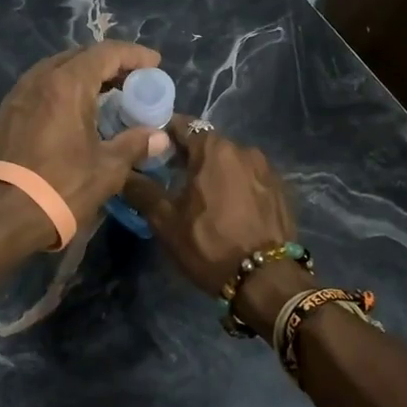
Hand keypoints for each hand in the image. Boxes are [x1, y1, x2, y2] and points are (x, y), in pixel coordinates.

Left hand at [0, 41, 169, 243]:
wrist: (4, 213)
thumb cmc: (62, 185)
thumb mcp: (107, 168)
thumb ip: (135, 144)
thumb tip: (160, 137)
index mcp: (67, 84)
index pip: (106, 53)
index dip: (133, 55)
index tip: (154, 63)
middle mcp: (40, 79)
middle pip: (80, 56)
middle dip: (109, 63)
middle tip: (133, 80)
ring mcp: (19, 94)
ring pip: (57, 70)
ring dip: (84, 75)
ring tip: (107, 94)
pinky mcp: (6, 112)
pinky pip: (41, 87)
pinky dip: (63, 90)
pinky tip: (75, 111)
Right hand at [122, 118, 303, 336]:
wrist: (267, 280)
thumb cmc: (210, 244)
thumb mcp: (167, 222)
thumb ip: (143, 191)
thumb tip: (124, 173)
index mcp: (214, 150)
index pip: (183, 126)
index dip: (163, 134)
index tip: (150, 148)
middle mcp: (244, 150)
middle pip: (208, 143)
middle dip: (188, 155)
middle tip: (170, 175)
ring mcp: (267, 170)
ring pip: (231, 161)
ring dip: (214, 171)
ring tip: (199, 195)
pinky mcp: (282, 190)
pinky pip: (250, 178)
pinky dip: (235, 185)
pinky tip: (228, 208)